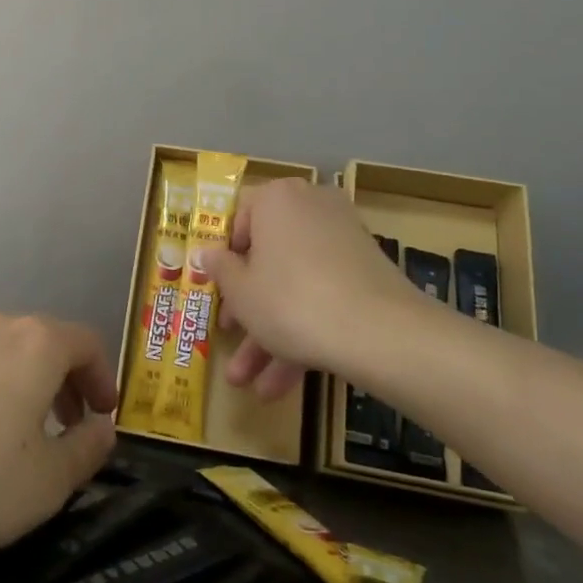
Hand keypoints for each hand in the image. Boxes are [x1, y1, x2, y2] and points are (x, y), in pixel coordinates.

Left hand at [0, 308, 118, 559]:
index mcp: (35, 345)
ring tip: (3, 432)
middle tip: (61, 427)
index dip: (102, 378)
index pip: (87, 343)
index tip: (102, 415)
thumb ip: (85, 452)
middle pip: (40, 343)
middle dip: (59, 382)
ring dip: (11, 384)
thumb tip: (102, 428)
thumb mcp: (44, 485)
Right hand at [202, 178, 428, 398]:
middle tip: (229, 336)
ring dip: (269, 333)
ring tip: (247, 383)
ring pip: (294, 284)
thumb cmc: (290, 300)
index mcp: (276, 198)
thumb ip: (219, 269)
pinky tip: (280, 385)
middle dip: (246, 306)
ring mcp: (342, 240)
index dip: (223, 256)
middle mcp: (311, 208)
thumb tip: (203, 252)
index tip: (215, 286)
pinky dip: (302, 332)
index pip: (238, 217)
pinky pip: (322, 296)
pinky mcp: (365, 273)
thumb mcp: (241, 290)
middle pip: (267, 256)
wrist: (378, 332)